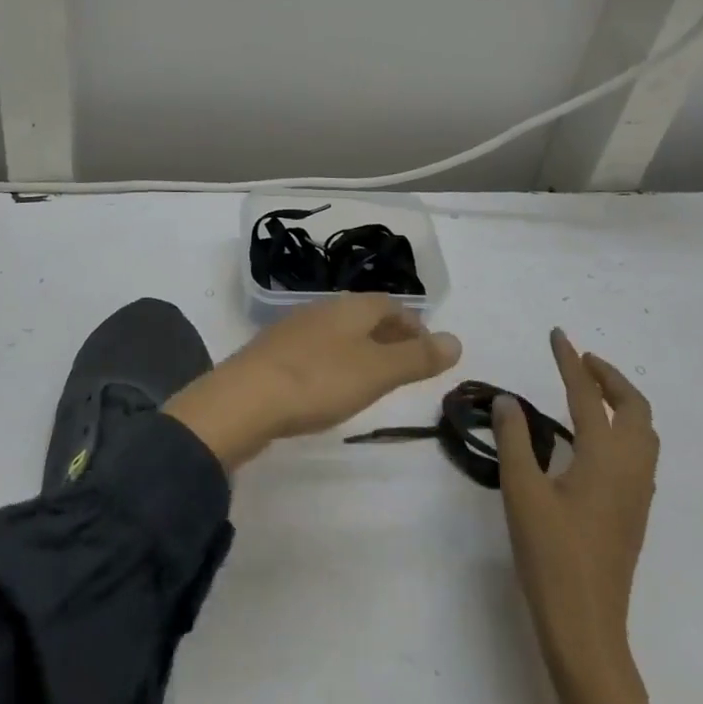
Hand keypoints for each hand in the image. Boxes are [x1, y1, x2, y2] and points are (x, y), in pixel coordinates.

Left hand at [165, 294, 461, 470]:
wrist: (246, 398)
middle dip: (388, 335)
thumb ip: (416, 357)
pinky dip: (335, 362)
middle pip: (363, 316)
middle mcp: (322, 310)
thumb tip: (456, 340)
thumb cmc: (319, 380)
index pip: (389, 305)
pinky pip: (316, 350)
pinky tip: (331, 385)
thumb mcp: (376, 371)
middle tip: (407, 364)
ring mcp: (294, 330)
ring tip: (374, 377)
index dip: (412, 323)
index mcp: (349, 308)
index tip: (427, 348)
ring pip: (339, 333)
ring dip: (361, 349)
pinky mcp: (274, 354)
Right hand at [493, 330, 657, 687]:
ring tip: (588, 392)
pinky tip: (594, 438)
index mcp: (604, 458)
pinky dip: (623, 427)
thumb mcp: (521, 491)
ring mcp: (637, 494)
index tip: (557, 334)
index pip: (588, 396)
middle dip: (610, 378)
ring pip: (644, 432)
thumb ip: (514, 439)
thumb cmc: (551, 555)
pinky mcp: (633, 512)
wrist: (586, 626)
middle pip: (635, 409)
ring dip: (621, 402)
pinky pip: (640, 453)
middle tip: (580, 362)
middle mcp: (630, 469)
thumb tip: (508, 400)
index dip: (571, 362)